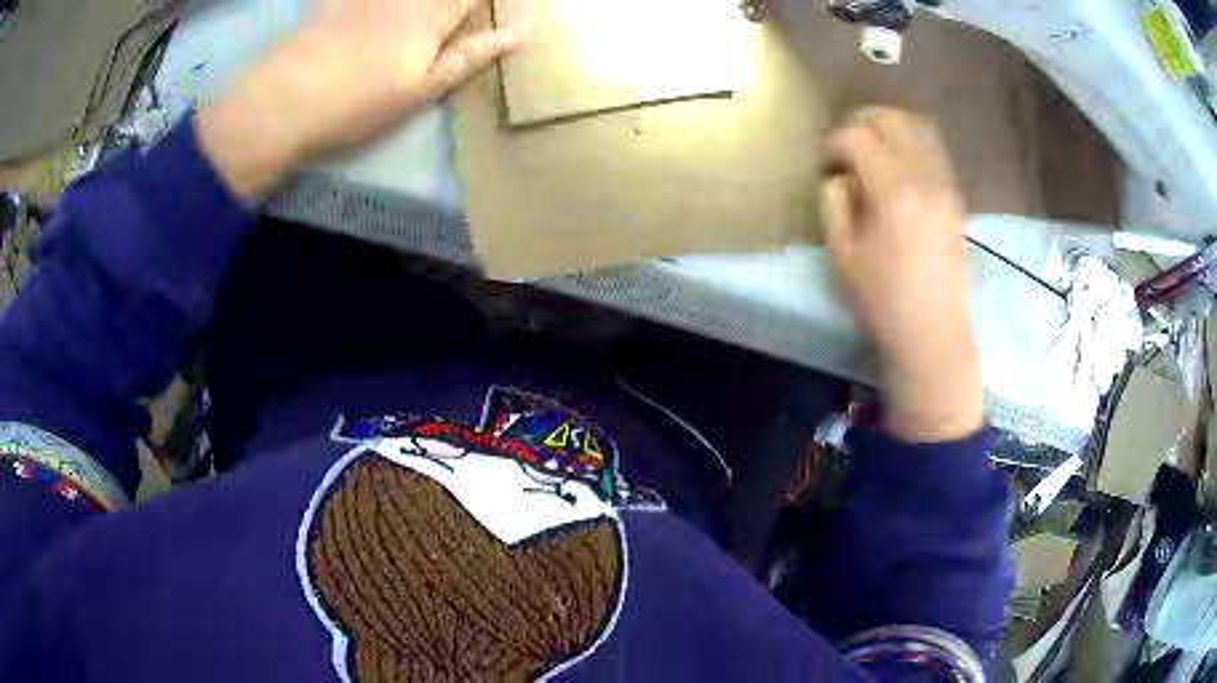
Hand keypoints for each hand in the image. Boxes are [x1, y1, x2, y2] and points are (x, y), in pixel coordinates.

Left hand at [197, 0, 522, 197]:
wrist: (288, 98)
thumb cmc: (359, 101)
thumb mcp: (421, 90)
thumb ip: (471, 57)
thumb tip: (521, 34)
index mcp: (436, 12)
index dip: (488, 1)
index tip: (488, 10)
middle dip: (455, 3)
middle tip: (454, 15)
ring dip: (420, 4)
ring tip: (415, 21)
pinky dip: (376, 1)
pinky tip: (383, 6)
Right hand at [822, 108, 982, 441]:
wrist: (933, 334)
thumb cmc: (882, 301)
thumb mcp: (842, 255)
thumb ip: (835, 204)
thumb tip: (841, 178)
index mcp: (893, 192)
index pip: (857, 138)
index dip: (834, 144)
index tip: (825, 165)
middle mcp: (924, 178)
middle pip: (893, 120)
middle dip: (863, 123)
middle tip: (847, 145)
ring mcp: (945, 186)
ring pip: (920, 129)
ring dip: (891, 128)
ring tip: (873, 148)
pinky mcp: (955, 199)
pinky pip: (934, 152)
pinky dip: (912, 145)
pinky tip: (898, 167)